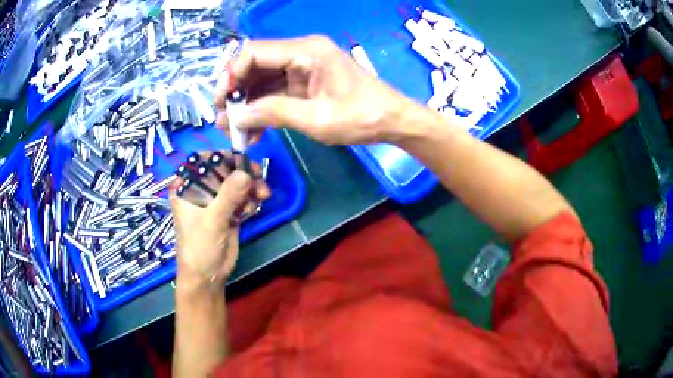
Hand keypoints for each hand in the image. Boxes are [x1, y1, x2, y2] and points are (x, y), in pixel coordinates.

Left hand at [170, 169, 263, 288]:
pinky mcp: (227, 211)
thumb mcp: (212, 221)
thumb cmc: (199, 247)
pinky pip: (241, 197)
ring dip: (250, 186)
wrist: (208, 276)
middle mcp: (199, 190)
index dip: (221, 157)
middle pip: (222, 171)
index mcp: (186, 188)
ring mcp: (214, 201)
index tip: (241, 159)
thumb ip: (228, 196)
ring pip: (235, 183)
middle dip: (241, 173)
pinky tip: (255, 205)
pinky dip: (250, 198)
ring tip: (262, 195)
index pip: (202, 162)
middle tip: (258, 177)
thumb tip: (246, 172)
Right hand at [214, 36, 415, 145]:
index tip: (222, 101)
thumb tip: (236, 117)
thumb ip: (274, 113)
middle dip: (237, 92)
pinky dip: (263, 108)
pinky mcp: (306, 82)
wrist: (393, 121)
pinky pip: (276, 90)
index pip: (255, 52)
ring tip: (235, 130)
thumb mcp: (316, 118)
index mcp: (306, 51)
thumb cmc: (362, 117)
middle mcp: (302, 53)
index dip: (232, 74)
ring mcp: (304, 67)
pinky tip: (254, 129)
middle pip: (256, 65)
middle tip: (224, 120)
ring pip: (264, 80)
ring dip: (248, 103)